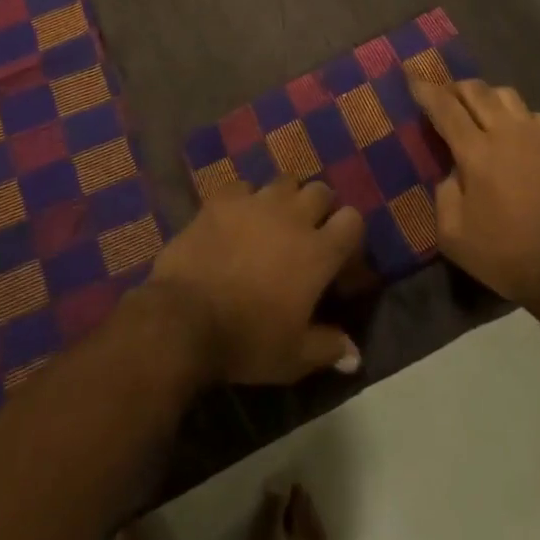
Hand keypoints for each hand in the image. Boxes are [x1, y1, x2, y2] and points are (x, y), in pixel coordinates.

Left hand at [147, 177, 365, 384]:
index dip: (349, 235)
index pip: (353, 220)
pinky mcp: (223, 199)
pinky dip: (245, 200)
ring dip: (285, 199)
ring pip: (284, 182)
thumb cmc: (247, 339)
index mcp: (318, 252)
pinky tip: (236, 219)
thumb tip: (354, 354)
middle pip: (321, 191)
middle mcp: (293, 217)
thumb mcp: (294, 358)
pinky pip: (243, 187)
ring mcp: (256, 202)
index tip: (339, 258)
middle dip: (319, 209)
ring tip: (273, 222)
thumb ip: (328, 348)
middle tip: (306, 235)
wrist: (185, 317)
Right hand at [413, 79, 539, 308]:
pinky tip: (511, 134)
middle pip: (476, 90)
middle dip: (454, 88)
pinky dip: (515, 115)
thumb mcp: (453, 235)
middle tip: (442, 99)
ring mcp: (537, 136)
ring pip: (506, 94)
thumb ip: (443, 192)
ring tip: (476, 113)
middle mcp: (507, 133)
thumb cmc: (506, 256)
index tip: (411, 78)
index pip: (445, 107)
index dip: (425, 90)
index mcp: (477, 153)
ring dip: (485, 97)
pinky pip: (532, 114)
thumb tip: (452, 170)